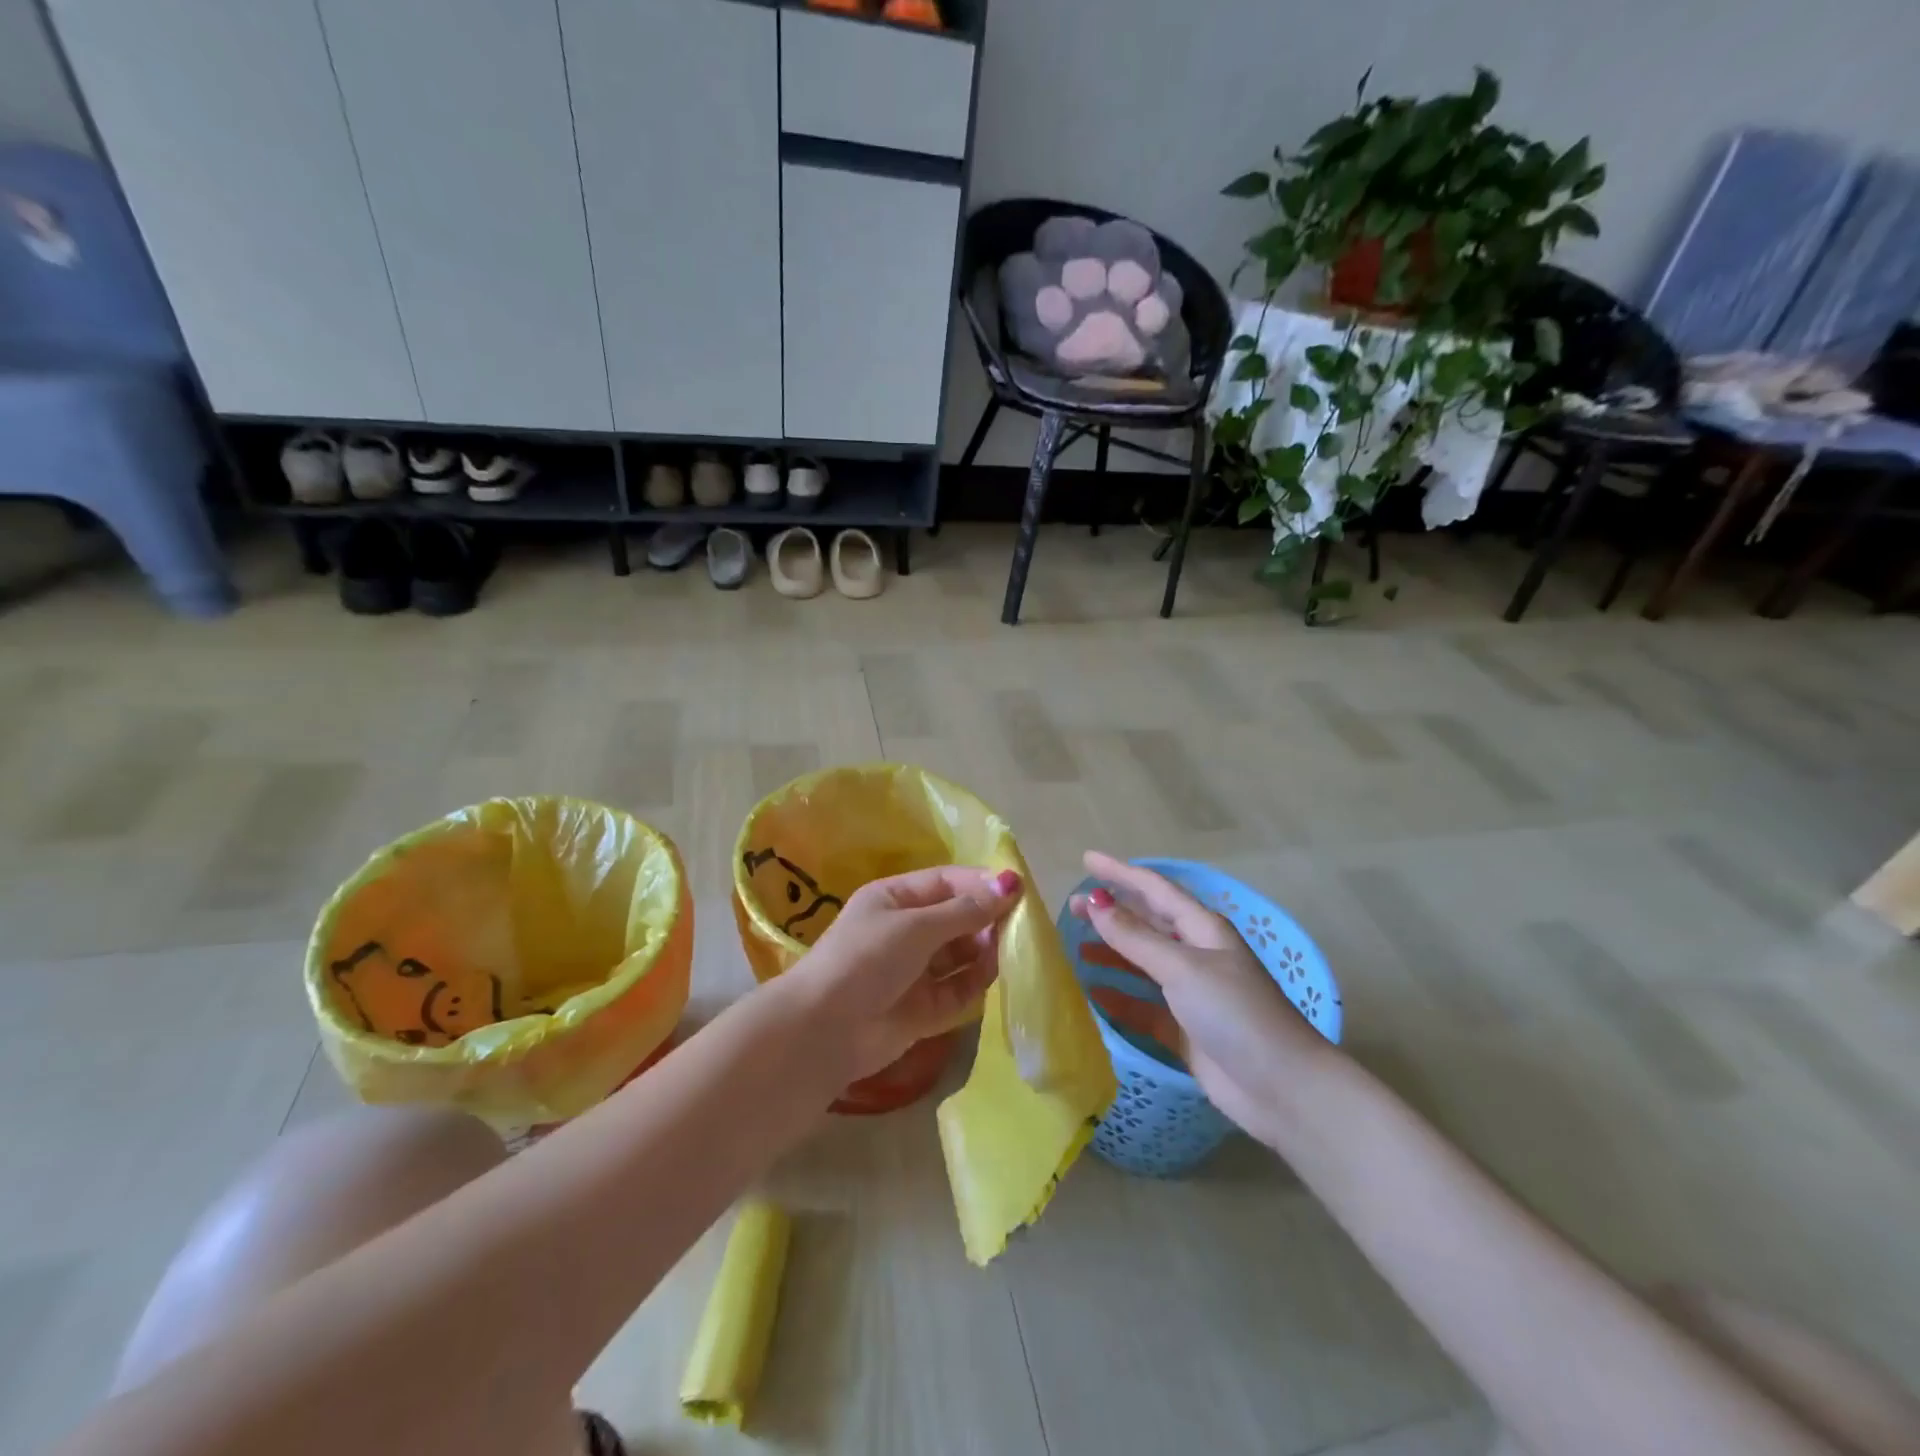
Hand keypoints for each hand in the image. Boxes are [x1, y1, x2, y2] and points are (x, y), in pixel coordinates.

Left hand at [790, 866, 1022, 1079]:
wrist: (823, 1030)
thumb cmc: (866, 959)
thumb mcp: (915, 926)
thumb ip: (965, 910)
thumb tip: (1009, 883)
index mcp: (895, 898)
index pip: (946, 882)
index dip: (980, 884)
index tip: (1018, 889)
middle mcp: (905, 931)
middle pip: (957, 918)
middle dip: (986, 919)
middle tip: (1019, 926)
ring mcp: (914, 971)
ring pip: (961, 954)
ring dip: (985, 951)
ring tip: (1008, 952)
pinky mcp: (923, 1009)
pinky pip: (958, 989)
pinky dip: (976, 982)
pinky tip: (994, 977)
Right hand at [1071, 851, 1333, 1146]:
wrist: (1282, 1088)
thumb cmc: (1235, 1013)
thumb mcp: (1182, 968)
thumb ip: (1135, 937)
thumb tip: (1094, 902)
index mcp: (1202, 929)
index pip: (1154, 889)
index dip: (1121, 872)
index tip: (1087, 859)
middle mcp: (1196, 954)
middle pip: (1146, 923)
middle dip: (1111, 912)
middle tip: (1071, 907)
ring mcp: (1190, 993)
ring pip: (1142, 963)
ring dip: (1112, 952)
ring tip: (1076, 946)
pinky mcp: (1184, 1029)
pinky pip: (1143, 1006)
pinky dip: (1120, 997)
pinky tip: (1094, 994)